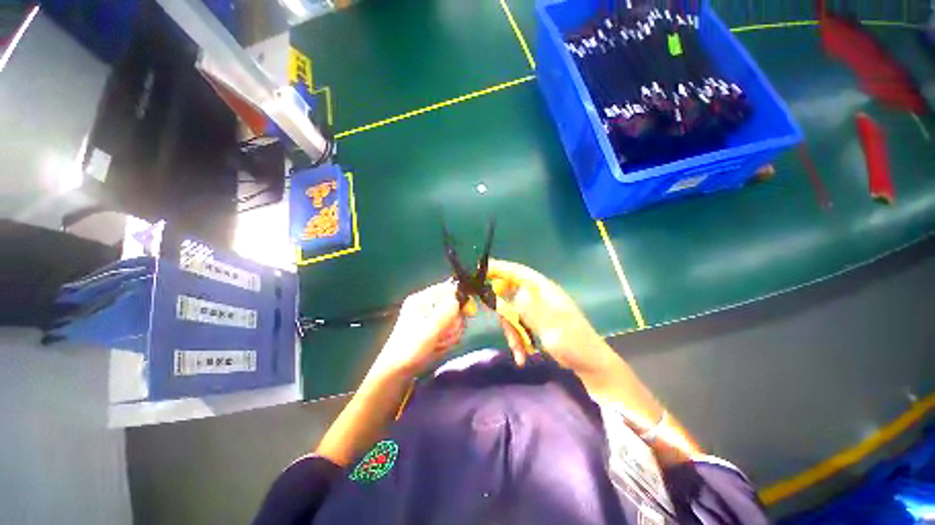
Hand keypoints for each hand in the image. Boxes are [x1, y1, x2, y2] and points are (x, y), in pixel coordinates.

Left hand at [368, 281, 463, 379]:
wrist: (397, 372)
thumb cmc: (410, 349)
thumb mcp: (429, 330)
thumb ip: (446, 312)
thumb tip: (460, 298)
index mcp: (423, 299)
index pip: (449, 288)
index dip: (461, 299)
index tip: (468, 313)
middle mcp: (428, 305)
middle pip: (455, 306)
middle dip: (454, 323)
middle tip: (445, 335)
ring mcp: (432, 318)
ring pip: (455, 320)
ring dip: (451, 334)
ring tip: (439, 344)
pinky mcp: (435, 329)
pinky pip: (451, 330)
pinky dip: (448, 340)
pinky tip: (438, 347)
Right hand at [488, 259, 613, 374]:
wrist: (590, 365)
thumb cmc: (575, 345)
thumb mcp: (551, 327)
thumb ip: (530, 308)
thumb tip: (512, 289)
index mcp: (545, 291)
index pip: (519, 272)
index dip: (500, 268)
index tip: (482, 270)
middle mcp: (539, 296)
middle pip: (511, 294)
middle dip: (506, 315)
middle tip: (506, 331)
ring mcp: (538, 309)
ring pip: (513, 313)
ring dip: (512, 332)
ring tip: (518, 352)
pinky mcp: (537, 321)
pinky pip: (519, 324)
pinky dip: (518, 338)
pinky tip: (521, 355)